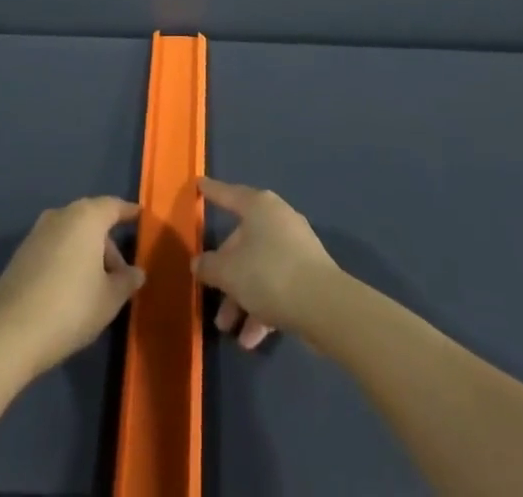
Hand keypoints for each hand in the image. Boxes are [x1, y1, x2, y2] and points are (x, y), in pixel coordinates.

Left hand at [0, 196, 145, 378]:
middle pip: (92, 222)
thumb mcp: (109, 299)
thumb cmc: (71, 308)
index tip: (139, 216)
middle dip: (108, 246)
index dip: (128, 212)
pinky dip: (67, 261)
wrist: (10, 332)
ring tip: (95, 289)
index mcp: (86, 217)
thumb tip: (137, 272)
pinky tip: (69, 292)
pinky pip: (54, 248)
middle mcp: (61, 215)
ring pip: (72, 235)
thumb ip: (127, 281)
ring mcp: (37, 232)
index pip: (113, 206)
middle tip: (119, 277)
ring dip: (87, 255)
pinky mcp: (21, 253)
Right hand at [194, 177, 339, 350]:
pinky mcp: (309, 275)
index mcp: (258, 207)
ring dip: (241, 298)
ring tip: (228, 328)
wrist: (324, 306)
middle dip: (225, 273)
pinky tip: (251, 338)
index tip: (199, 184)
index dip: (211, 191)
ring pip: (259, 268)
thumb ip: (208, 266)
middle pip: (242, 242)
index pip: (228, 194)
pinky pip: (277, 286)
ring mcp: (296, 247)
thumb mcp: (228, 272)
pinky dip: (262, 307)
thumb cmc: (269, 274)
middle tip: (210, 294)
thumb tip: (198, 263)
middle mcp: (277, 219)